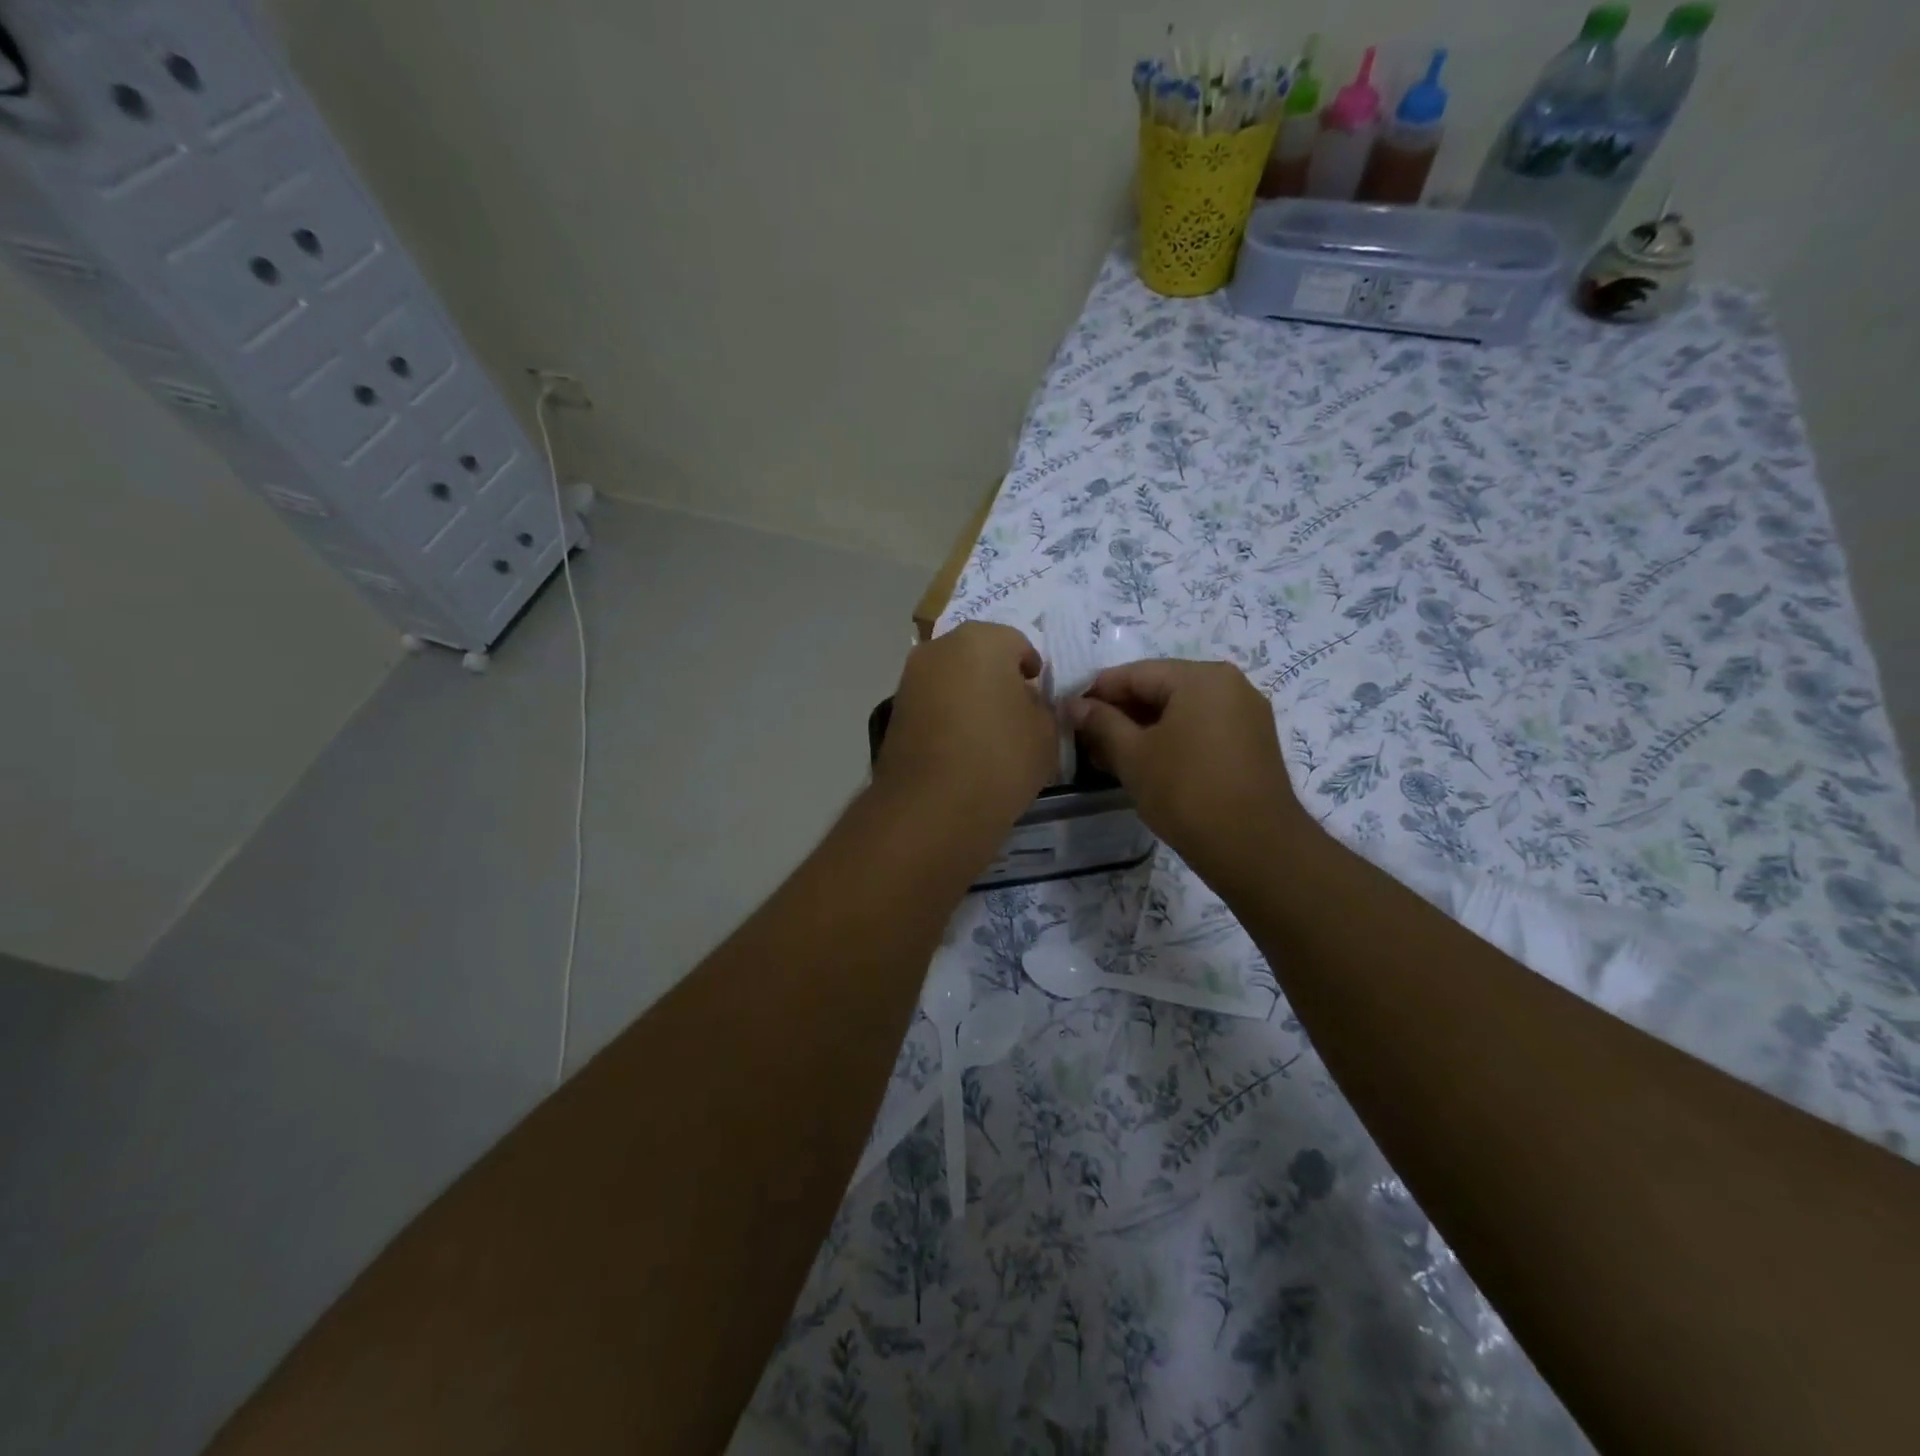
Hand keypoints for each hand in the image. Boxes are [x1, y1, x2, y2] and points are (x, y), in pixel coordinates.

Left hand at [875, 622, 1056, 827]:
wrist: (931, 807)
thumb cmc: (1000, 759)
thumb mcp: (1045, 734)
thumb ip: (1042, 708)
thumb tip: (1027, 702)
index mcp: (982, 640)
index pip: (1018, 644)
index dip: (1032, 671)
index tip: (1039, 697)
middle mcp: (940, 648)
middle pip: (978, 656)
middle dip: (997, 677)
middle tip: (1014, 712)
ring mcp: (910, 678)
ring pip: (951, 678)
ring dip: (968, 695)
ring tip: (986, 733)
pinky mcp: (894, 711)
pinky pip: (932, 704)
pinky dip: (947, 716)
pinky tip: (960, 747)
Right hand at [1066, 659, 1312, 887]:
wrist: (1255, 848)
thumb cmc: (1186, 792)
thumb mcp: (1133, 756)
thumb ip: (1101, 723)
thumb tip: (1074, 705)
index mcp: (1201, 677)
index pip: (1135, 674)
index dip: (1096, 693)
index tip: (1066, 714)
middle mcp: (1229, 685)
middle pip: (1159, 689)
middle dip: (1119, 714)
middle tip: (1084, 741)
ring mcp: (1245, 715)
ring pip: (1179, 712)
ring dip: (1141, 730)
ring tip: (1107, 758)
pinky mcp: (1250, 744)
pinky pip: (1200, 729)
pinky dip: (1169, 741)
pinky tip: (1143, 765)